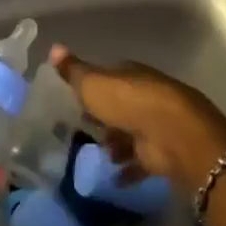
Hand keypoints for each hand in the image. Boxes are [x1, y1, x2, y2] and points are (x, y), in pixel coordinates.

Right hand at [51, 45, 225, 185]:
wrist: (172, 134)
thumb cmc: (127, 102)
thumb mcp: (92, 83)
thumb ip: (73, 71)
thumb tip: (53, 47)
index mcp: (130, 75)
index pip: (109, 77)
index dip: (93, 87)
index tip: (76, 100)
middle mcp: (145, 96)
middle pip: (121, 106)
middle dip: (105, 118)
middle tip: (84, 129)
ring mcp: (156, 125)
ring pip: (132, 134)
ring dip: (117, 144)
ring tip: (100, 155)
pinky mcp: (163, 153)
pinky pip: (141, 162)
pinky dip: (129, 170)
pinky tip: (113, 178)